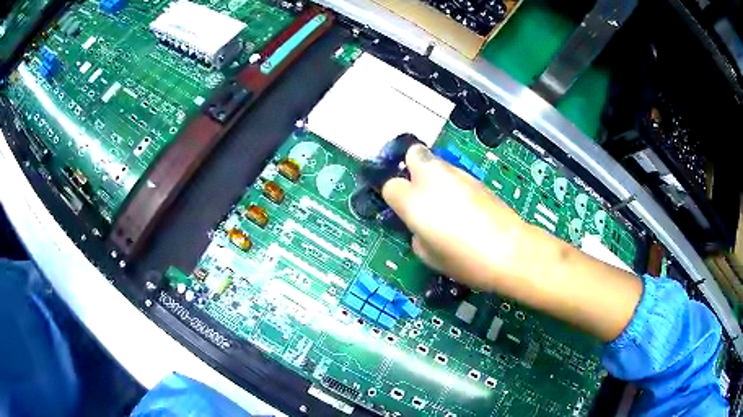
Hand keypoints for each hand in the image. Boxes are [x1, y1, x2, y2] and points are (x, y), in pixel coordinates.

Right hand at [381, 145, 527, 291]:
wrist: (510, 250)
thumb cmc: (464, 260)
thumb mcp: (428, 256)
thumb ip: (417, 233)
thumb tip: (421, 225)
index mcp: (414, 200)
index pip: (390, 186)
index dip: (396, 199)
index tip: (404, 212)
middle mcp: (432, 178)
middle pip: (413, 154)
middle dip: (412, 168)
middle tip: (420, 193)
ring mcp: (457, 174)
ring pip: (436, 162)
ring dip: (435, 177)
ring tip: (447, 203)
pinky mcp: (476, 177)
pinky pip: (455, 174)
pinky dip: (454, 184)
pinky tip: (466, 206)